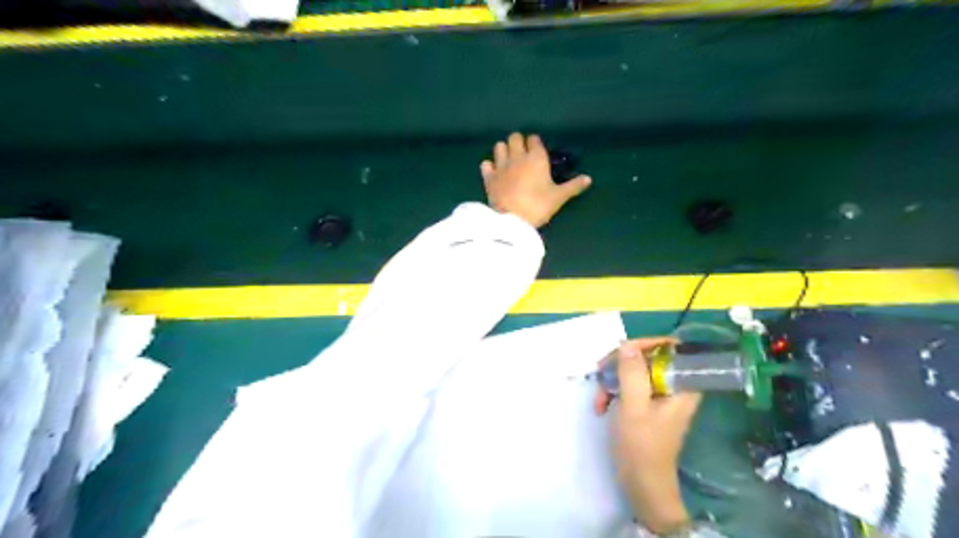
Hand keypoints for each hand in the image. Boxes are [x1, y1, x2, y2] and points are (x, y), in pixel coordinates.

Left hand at [480, 133, 592, 227]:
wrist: (512, 220)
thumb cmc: (538, 206)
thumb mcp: (559, 197)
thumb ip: (573, 186)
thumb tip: (589, 178)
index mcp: (536, 158)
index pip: (534, 140)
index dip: (535, 144)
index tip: (537, 150)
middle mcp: (517, 156)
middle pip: (515, 137)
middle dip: (518, 142)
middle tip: (523, 154)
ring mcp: (500, 165)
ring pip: (499, 146)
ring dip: (503, 150)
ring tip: (508, 160)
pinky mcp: (488, 177)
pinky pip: (485, 164)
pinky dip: (489, 166)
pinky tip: (493, 172)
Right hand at [597, 338, 702, 531]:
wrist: (642, 484)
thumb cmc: (641, 446)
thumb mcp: (634, 406)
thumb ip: (632, 373)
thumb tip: (627, 344)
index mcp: (682, 386)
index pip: (671, 349)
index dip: (647, 344)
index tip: (623, 351)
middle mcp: (673, 387)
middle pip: (648, 358)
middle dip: (621, 364)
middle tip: (602, 373)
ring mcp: (659, 396)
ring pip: (635, 372)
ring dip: (613, 380)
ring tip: (599, 399)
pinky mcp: (646, 405)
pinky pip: (629, 386)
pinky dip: (614, 392)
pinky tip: (601, 406)